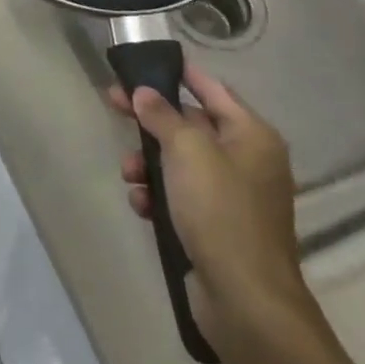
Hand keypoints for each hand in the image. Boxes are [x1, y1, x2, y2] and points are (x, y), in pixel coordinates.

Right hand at [107, 66, 320, 356]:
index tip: (144, 62)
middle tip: (113, 105)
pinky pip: (179, 195)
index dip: (179, 72)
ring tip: (128, 174)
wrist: (246, 301)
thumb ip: (163, 116)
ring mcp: (232, 195)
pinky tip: (141, 205)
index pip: (211, 88)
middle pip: (190, 124)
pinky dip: (157, 195)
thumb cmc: (221, 212)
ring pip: (179, 162)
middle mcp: (246, 160)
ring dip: (148, 163)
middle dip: (151, 121)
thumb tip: (144, 93)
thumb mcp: (187, 152)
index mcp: (252, 135)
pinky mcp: (216, 226)